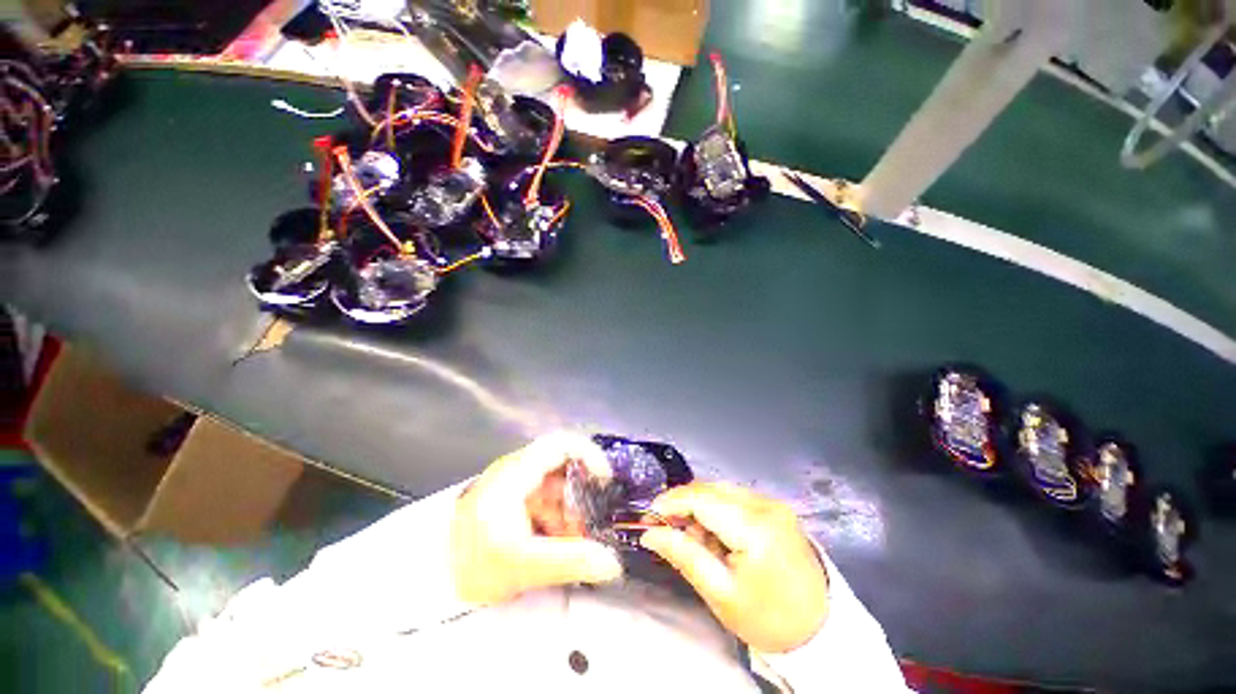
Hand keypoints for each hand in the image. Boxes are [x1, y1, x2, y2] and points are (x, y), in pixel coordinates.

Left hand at [451, 433, 623, 604]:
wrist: (432, 582)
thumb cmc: (471, 566)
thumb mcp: (522, 565)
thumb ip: (570, 562)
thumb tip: (613, 564)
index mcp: (515, 474)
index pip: (560, 444)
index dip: (588, 455)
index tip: (604, 479)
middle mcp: (516, 470)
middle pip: (562, 467)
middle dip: (580, 496)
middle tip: (587, 526)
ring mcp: (514, 484)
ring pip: (556, 486)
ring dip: (569, 512)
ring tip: (569, 544)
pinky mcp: (512, 499)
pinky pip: (545, 500)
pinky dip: (556, 518)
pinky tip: (553, 544)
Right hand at [640, 482, 828, 653]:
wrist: (822, 629)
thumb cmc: (769, 619)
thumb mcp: (720, 594)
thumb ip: (683, 556)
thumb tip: (650, 533)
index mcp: (755, 527)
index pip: (702, 499)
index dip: (671, 502)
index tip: (649, 517)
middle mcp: (765, 504)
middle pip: (710, 489)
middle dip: (683, 505)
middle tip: (667, 530)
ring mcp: (773, 502)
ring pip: (720, 490)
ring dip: (699, 507)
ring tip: (694, 539)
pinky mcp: (774, 507)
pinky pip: (734, 497)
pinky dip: (716, 510)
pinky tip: (715, 535)